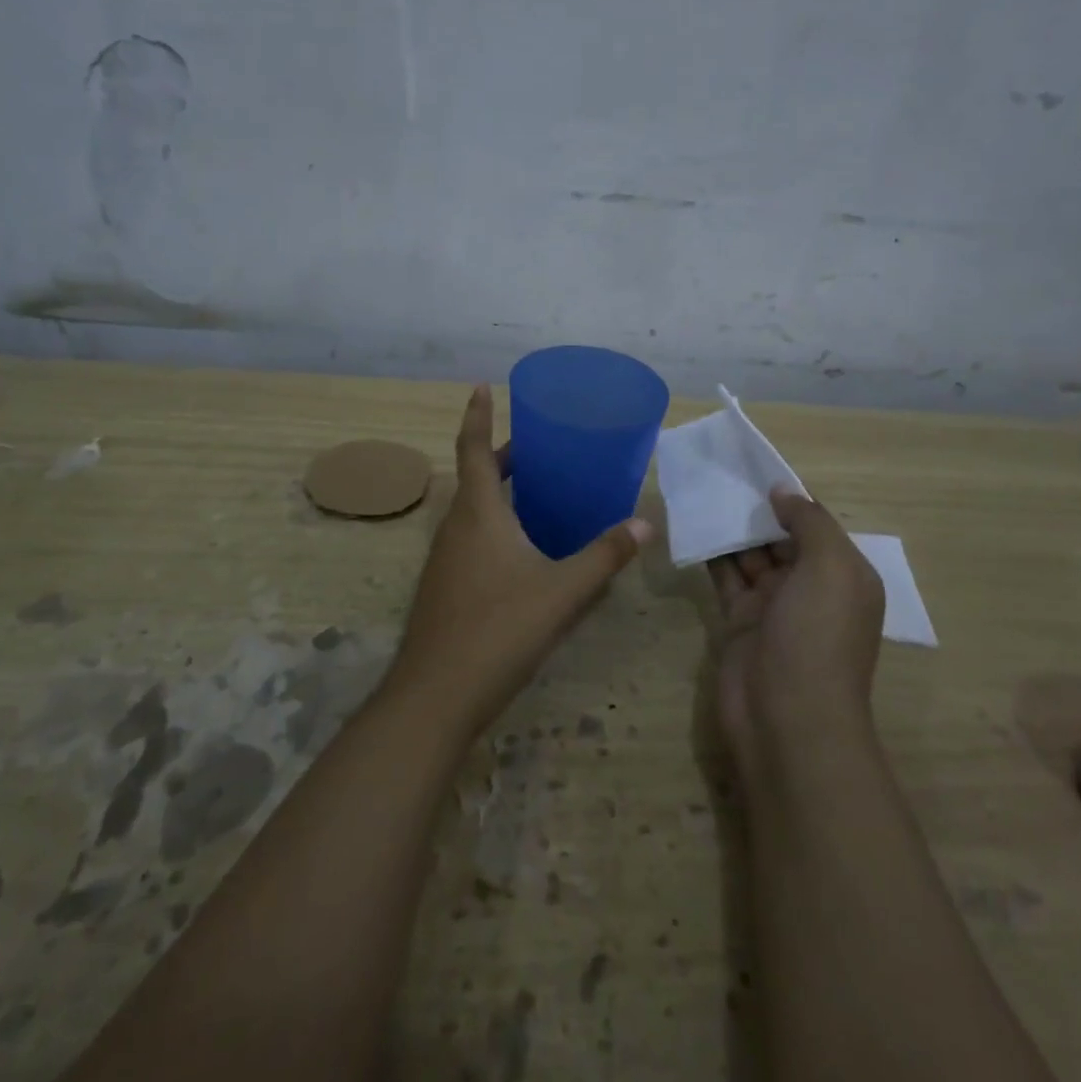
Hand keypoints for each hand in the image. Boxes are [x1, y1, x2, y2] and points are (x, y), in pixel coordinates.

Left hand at [384, 385, 650, 739]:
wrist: (435, 695)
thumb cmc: (498, 629)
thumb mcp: (561, 591)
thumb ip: (604, 556)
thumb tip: (645, 524)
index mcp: (478, 513)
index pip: (473, 448)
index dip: (476, 414)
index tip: (479, 386)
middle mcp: (456, 526)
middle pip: (476, 476)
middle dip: (503, 455)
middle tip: (540, 445)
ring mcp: (445, 558)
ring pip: (473, 509)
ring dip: (499, 491)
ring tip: (538, 490)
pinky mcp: (445, 585)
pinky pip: (471, 536)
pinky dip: (495, 523)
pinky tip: (523, 548)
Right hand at [710, 488, 886, 775]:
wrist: (786, 718)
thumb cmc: (817, 636)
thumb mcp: (830, 568)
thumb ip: (809, 522)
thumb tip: (783, 491)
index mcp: (843, 574)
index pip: (816, 525)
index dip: (789, 498)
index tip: (754, 468)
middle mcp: (810, 587)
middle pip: (781, 537)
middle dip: (756, 510)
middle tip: (719, 474)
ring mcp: (773, 605)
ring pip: (750, 555)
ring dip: (730, 528)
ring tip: (702, 492)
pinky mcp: (739, 620)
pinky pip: (725, 577)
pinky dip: (711, 554)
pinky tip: (693, 527)